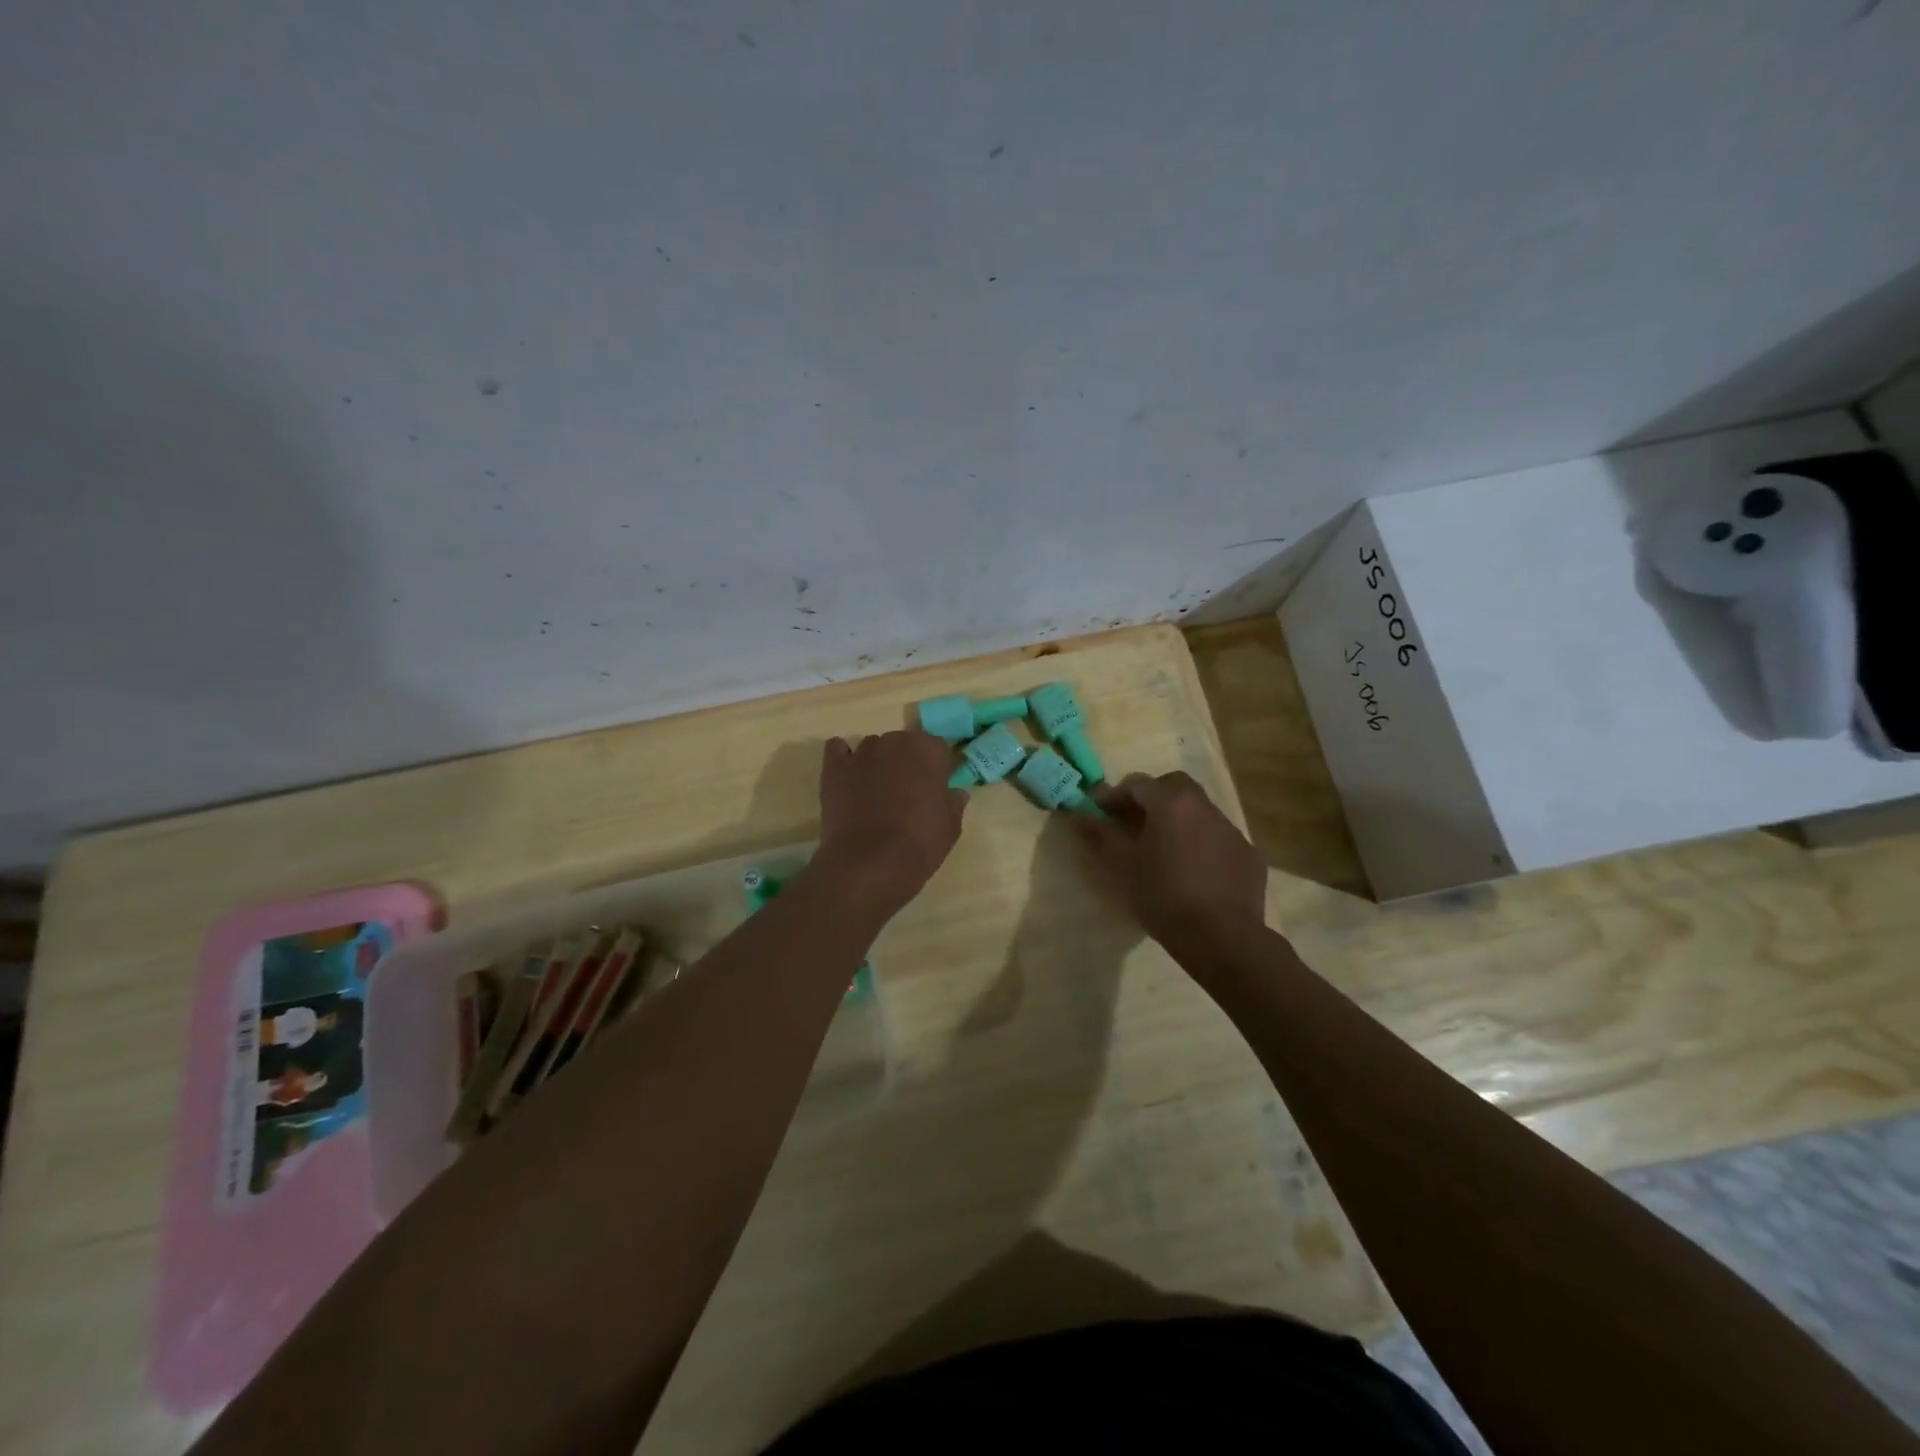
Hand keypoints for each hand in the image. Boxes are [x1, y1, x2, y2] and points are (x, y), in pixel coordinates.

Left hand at [814, 731, 966, 921]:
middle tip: (905, 794)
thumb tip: (956, 793)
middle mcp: (894, 741)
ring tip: (873, 795)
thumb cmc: (919, 843)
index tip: (934, 790)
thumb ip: (953, 803)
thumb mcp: (950, 827)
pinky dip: (843, 760)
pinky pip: (838, 750)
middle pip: (902, 745)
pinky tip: (848, 780)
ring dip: (876, 764)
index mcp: (927, 750)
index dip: (936, 769)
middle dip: (904, 763)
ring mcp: (861, 753)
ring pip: (872, 749)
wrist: (869, 863)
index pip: (936, 748)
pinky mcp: (834, 767)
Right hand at [1073, 771, 1265, 947]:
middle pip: (1173, 787)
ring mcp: (1231, 830)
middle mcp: (1204, 806)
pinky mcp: (1248, 856)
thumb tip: (1078, 813)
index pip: (1137, 784)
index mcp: (1171, 802)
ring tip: (1163, 850)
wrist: (1221, 937)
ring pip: (1198, 812)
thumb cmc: (1162, 895)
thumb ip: (1099, 833)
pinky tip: (1193, 872)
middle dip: (1151, 798)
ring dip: (1178, 821)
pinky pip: (1217, 839)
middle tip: (1133, 823)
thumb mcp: (1121, 865)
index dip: (1114, 795)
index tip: (1100, 813)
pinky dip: (1201, 845)